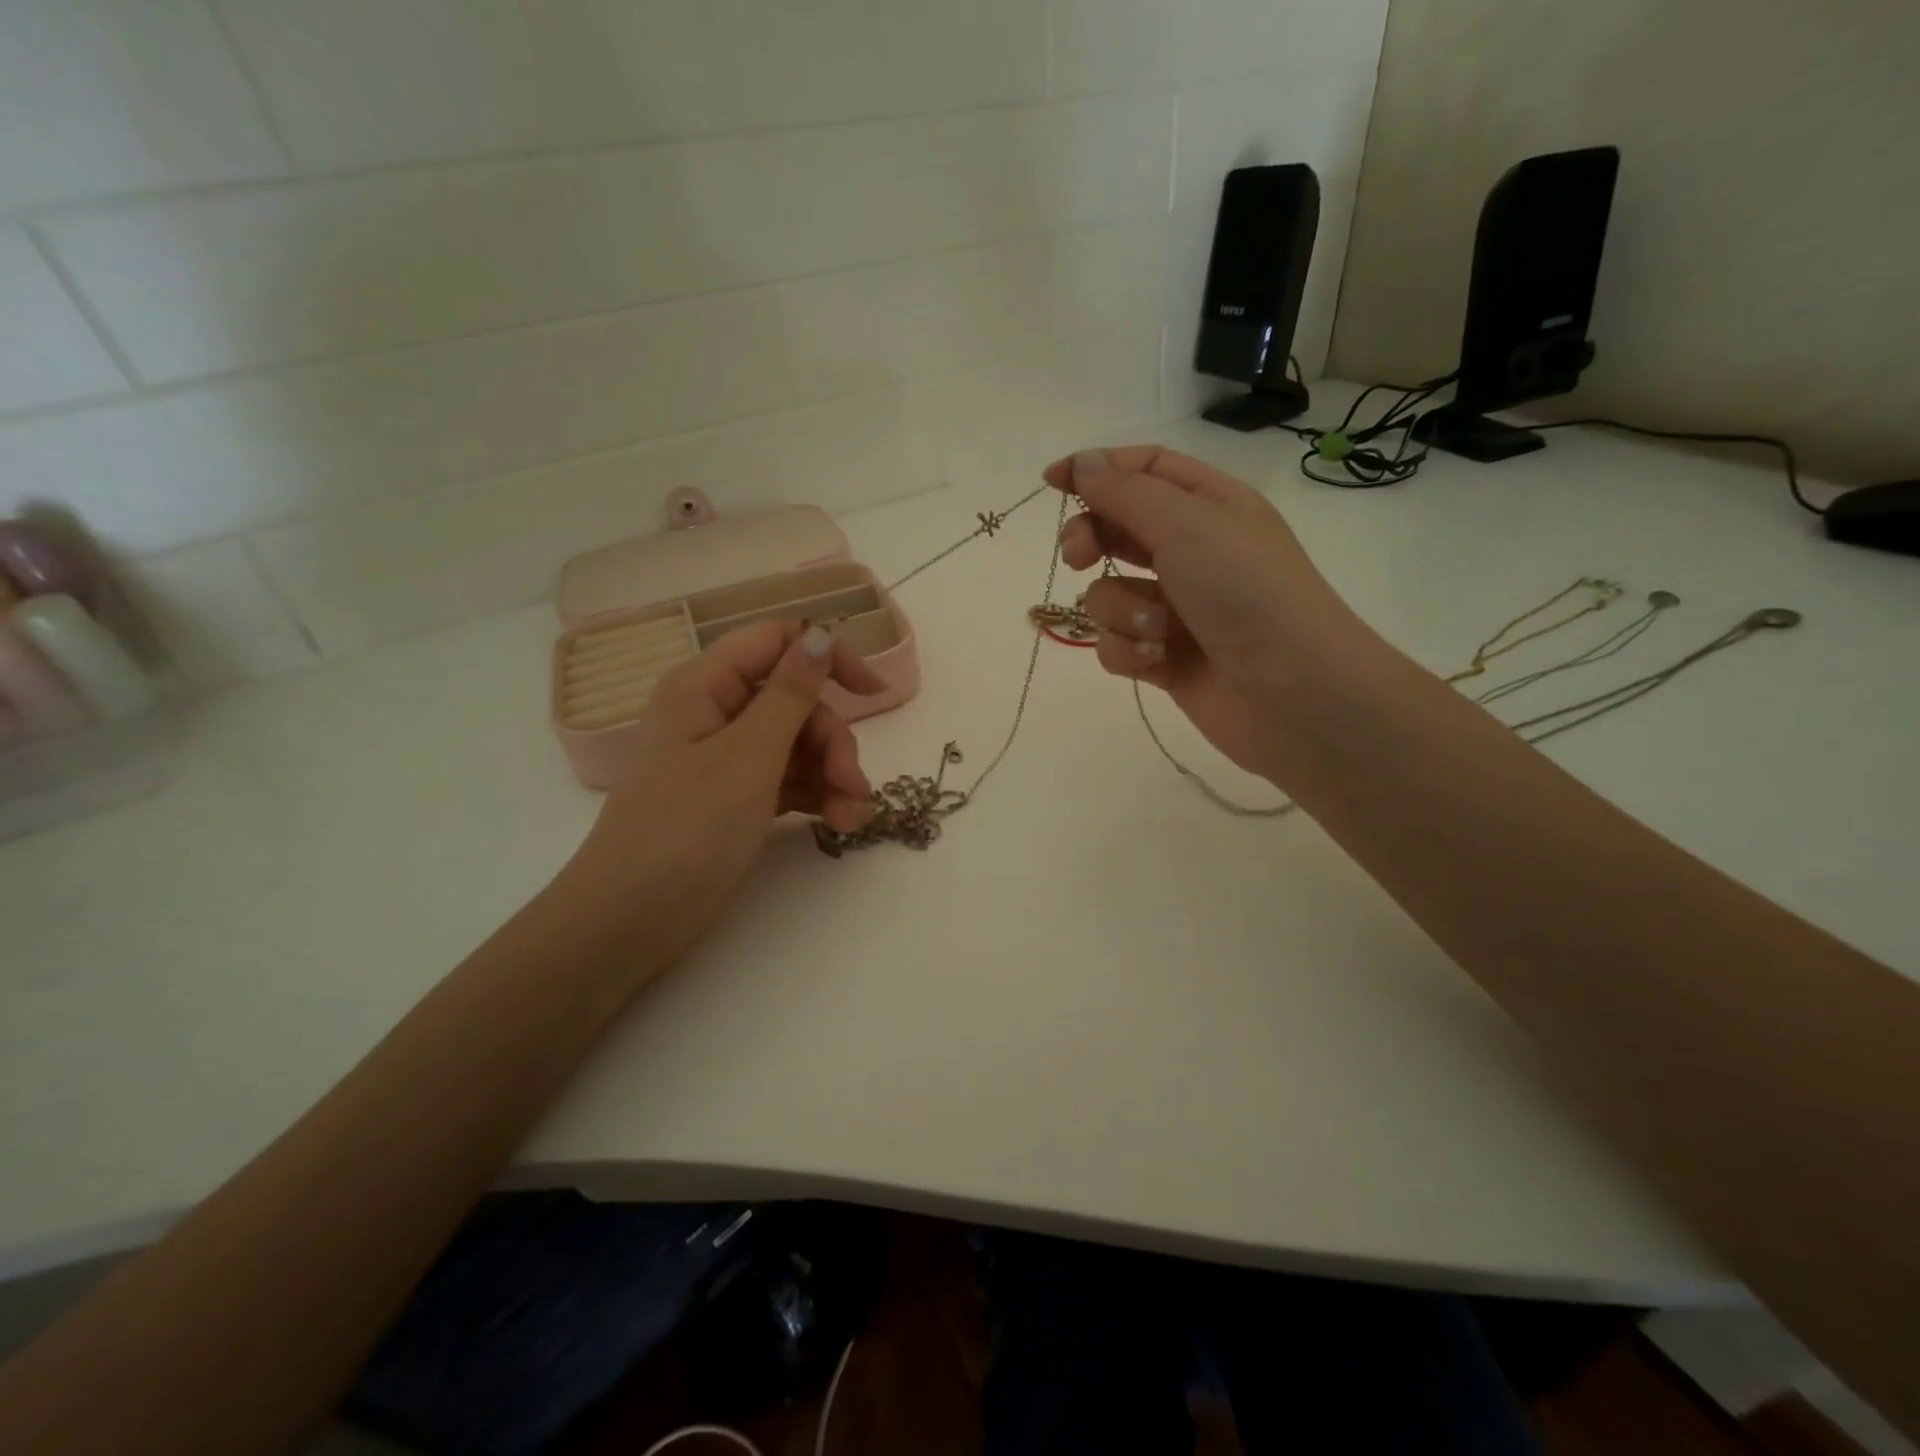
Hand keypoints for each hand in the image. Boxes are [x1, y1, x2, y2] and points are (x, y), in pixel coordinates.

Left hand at [562, 621, 881, 965]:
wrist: (631, 921)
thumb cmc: (687, 829)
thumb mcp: (748, 756)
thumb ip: (790, 694)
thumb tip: (818, 635)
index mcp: (705, 686)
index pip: (775, 642)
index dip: (827, 657)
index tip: (872, 694)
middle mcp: (715, 713)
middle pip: (795, 702)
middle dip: (832, 740)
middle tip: (853, 784)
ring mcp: (725, 759)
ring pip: (797, 744)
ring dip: (833, 774)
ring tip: (853, 817)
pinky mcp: (736, 799)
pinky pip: (788, 779)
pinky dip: (817, 795)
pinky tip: (841, 822)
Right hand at [1045, 446, 1375, 779]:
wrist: (1293, 692)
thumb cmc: (1246, 591)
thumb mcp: (1187, 525)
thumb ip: (1126, 493)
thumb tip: (1083, 463)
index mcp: (1208, 506)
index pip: (1143, 470)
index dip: (1096, 470)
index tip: (1051, 482)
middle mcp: (1191, 552)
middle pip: (1117, 530)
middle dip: (1091, 542)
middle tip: (1079, 557)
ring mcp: (1175, 608)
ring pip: (1109, 594)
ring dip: (1122, 611)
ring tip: (1158, 629)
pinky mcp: (1162, 658)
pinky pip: (1116, 643)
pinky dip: (1128, 650)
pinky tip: (1155, 661)